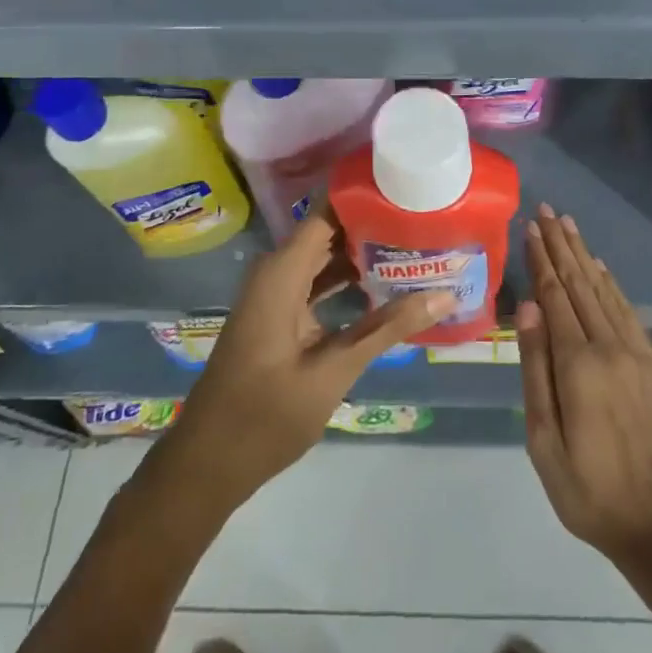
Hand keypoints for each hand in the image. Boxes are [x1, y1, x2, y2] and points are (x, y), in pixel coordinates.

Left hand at [166, 204, 452, 506]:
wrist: (207, 464)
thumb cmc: (266, 415)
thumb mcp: (334, 371)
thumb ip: (387, 329)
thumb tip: (444, 295)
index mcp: (282, 272)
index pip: (328, 212)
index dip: (365, 196)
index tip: (407, 187)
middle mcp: (277, 272)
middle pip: (330, 232)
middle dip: (373, 225)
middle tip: (424, 218)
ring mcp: (276, 294)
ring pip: (325, 258)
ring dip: (364, 255)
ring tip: (415, 245)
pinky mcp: (280, 315)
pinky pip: (317, 283)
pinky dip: (348, 282)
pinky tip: (386, 286)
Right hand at [517, 204, 651, 564]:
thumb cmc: (589, 489)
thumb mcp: (544, 441)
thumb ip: (536, 369)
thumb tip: (528, 307)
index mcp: (577, 364)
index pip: (554, 296)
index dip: (541, 260)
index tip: (529, 227)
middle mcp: (607, 346)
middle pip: (579, 283)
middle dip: (560, 244)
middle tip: (546, 210)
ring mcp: (633, 352)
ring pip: (602, 290)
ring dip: (583, 254)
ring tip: (568, 224)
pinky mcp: (649, 363)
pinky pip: (625, 310)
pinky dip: (610, 283)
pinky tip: (600, 267)